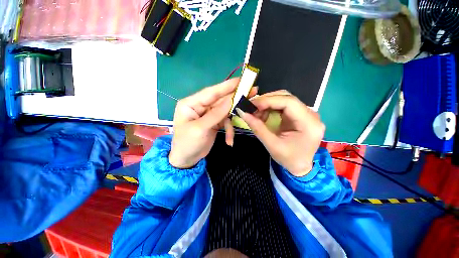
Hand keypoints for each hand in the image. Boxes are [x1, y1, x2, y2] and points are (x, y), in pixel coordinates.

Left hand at [169, 78, 256, 168]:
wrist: (186, 159)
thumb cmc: (188, 144)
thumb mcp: (201, 129)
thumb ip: (216, 114)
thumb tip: (232, 100)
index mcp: (191, 104)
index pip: (211, 92)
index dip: (227, 86)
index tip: (242, 80)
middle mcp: (200, 106)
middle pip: (220, 99)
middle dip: (236, 98)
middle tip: (253, 92)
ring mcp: (208, 114)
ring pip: (225, 111)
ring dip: (233, 118)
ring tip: (247, 116)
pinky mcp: (214, 122)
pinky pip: (225, 121)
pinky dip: (229, 130)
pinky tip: (230, 141)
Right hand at [236, 90, 324, 176]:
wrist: (301, 166)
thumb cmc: (289, 159)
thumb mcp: (272, 145)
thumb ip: (257, 128)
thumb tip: (242, 113)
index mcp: (309, 123)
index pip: (289, 102)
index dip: (269, 100)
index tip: (252, 105)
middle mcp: (311, 114)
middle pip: (287, 98)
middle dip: (266, 101)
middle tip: (251, 107)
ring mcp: (306, 113)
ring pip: (284, 100)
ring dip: (267, 104)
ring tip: (255, 113)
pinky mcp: (299, 115)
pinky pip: (283, 106)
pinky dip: (270, 108)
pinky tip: (263, 115)